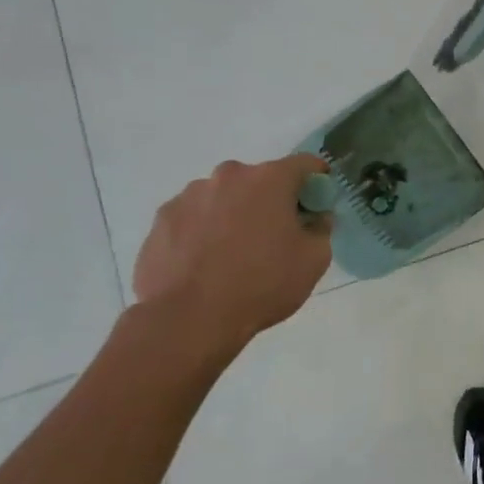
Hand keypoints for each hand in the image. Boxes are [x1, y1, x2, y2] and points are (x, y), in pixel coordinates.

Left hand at [133, 155, 332, 365]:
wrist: (188, 319)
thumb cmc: (262, 284)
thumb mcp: (314, 261)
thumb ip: (321, 229)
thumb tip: (316, 218)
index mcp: (269, 179)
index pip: (304, 164)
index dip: (316, 179)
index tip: (318, 201)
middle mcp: (228, 176)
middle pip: (259, 180)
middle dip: (270, 200)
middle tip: (274, 235)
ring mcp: (189, 196)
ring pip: (223, 198)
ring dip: (233, 214)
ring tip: (232, 254)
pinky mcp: (161, 220)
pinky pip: (193, 218)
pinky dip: (203, 231)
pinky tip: (204, 263)